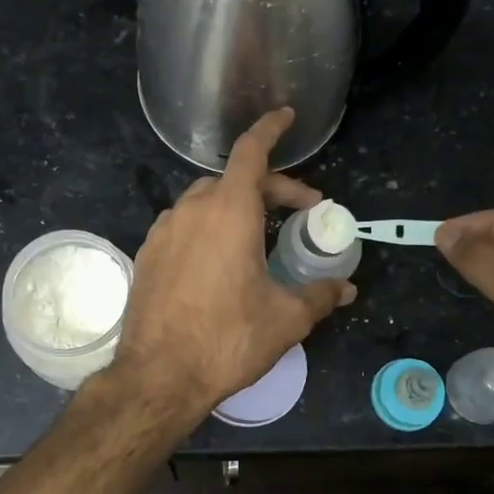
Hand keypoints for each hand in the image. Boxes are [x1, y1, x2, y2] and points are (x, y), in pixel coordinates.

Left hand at [114, 109, 356, 417]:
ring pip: (205, 201)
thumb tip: (346, 288)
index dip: (270, 130)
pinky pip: (183, 226)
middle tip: (300, 211)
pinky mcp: (147, 254)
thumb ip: (319, 295)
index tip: (286, 117)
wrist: (158, 376)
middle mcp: (192, 210)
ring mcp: (163, 231)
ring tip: (259, 237)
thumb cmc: (228, 339)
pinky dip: (208, 227)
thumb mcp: (285, 319)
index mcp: (229, 212)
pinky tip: (219, 260)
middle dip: (270, 187)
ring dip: (236, 207)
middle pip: (233, 179)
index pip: (251, 152)